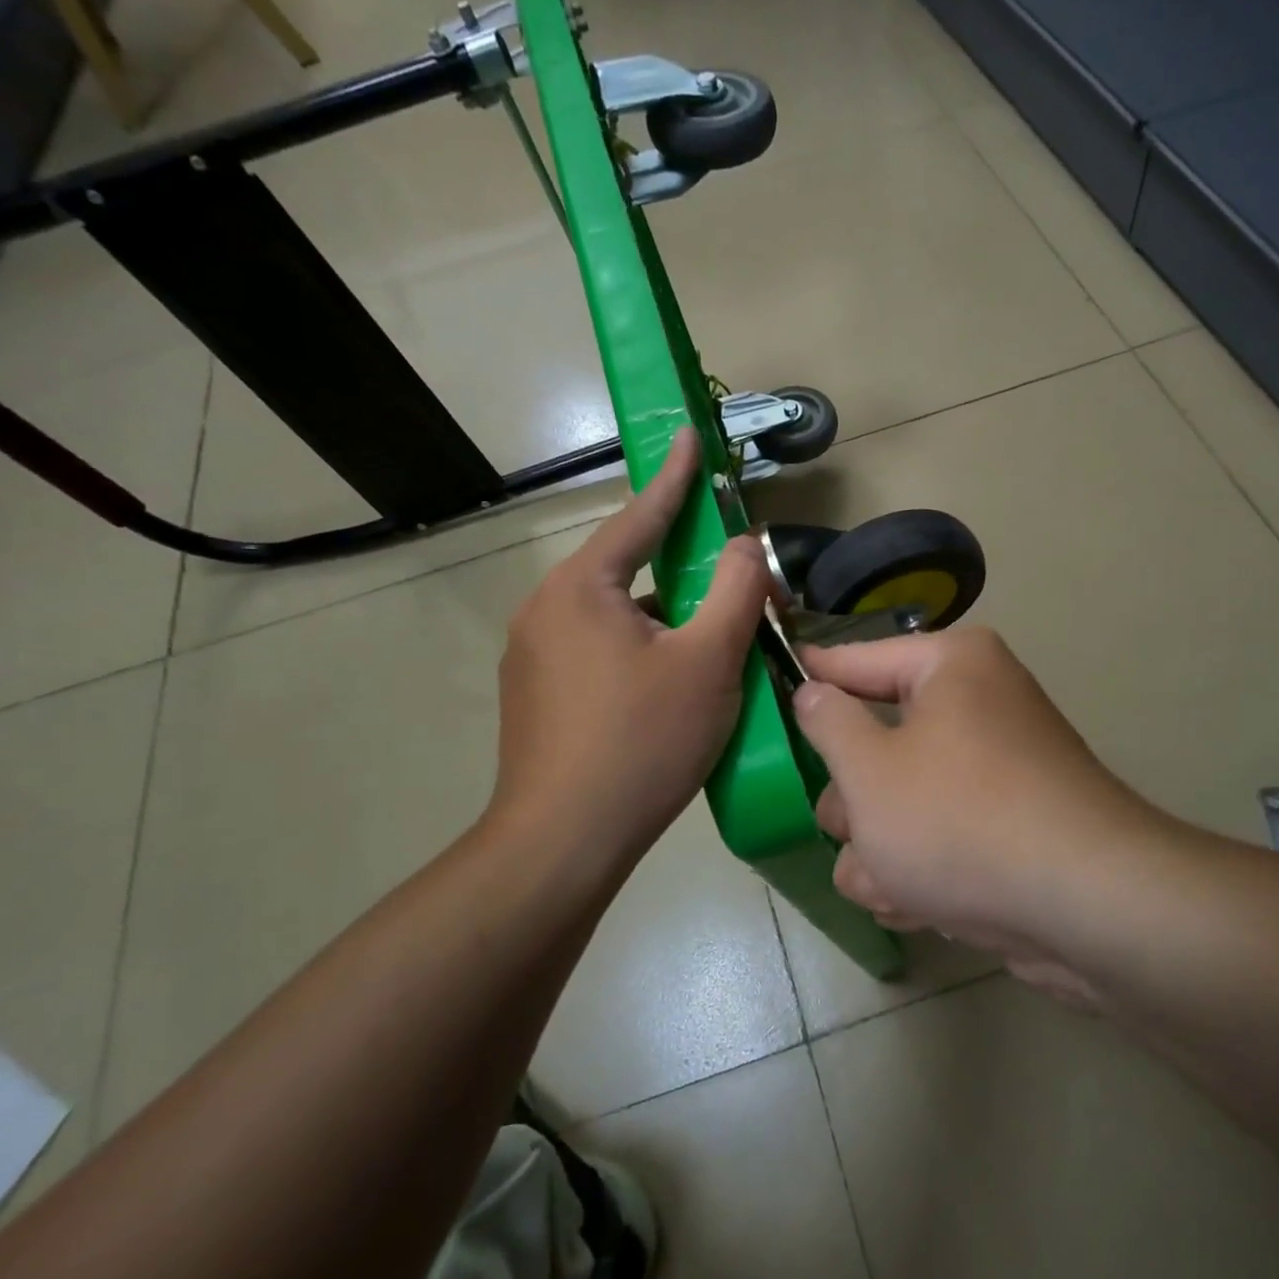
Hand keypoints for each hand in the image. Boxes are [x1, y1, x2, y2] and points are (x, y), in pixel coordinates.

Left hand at [491, 429, 767, 867]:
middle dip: (677, 566)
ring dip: (660, 617)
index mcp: (580, 588)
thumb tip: (746, 544)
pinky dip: (637, 649)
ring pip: (612, 616)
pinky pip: (596, 650)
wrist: (562, 842)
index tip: (688, 437)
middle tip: (725, 571)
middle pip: (624, 570)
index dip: (673, 478)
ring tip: (706, 641)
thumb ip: (735, 592)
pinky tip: (667, 685)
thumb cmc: (642, 741)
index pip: (638, 516)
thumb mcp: (707, 661)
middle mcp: (544, 610)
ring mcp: (531, 656)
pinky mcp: (534, 696)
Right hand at [794, 628, 1163, 1007]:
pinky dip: (919, 870)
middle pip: (876, 741)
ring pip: (898, 800)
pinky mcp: (1004, 828)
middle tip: (855, 830)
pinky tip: (922, 904)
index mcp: (950, 668)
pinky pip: (935, 837)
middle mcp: (976, 707)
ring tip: (894, 883)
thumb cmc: (959, 818)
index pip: (856, 659)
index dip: (810, 676)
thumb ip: (827, 722)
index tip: (770, 681)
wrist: (1084, 909)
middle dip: (855, 801)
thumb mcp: (868, 768)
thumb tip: (814, 691)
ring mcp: (992, 771)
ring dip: (881, 849)